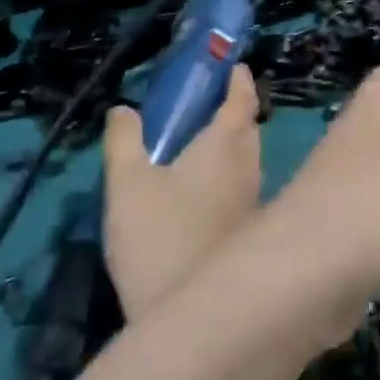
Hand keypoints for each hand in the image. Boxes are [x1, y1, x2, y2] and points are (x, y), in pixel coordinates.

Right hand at [102, 65, 261, 313]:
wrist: (188, 314)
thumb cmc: (158, 237)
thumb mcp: (127, 183)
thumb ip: (124, 140)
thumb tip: (124, 108)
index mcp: (227, 144)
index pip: (242, 98)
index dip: (236, 79)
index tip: (228, 65)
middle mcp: (251, 165)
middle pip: (247, 127)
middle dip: (230, 111)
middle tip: (199, 104)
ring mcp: (255, 198)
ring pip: (247, 157)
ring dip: (228, 144)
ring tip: (194, 144)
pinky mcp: (251, 227)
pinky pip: (242, 184)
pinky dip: (226, 173)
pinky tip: (198, 190)